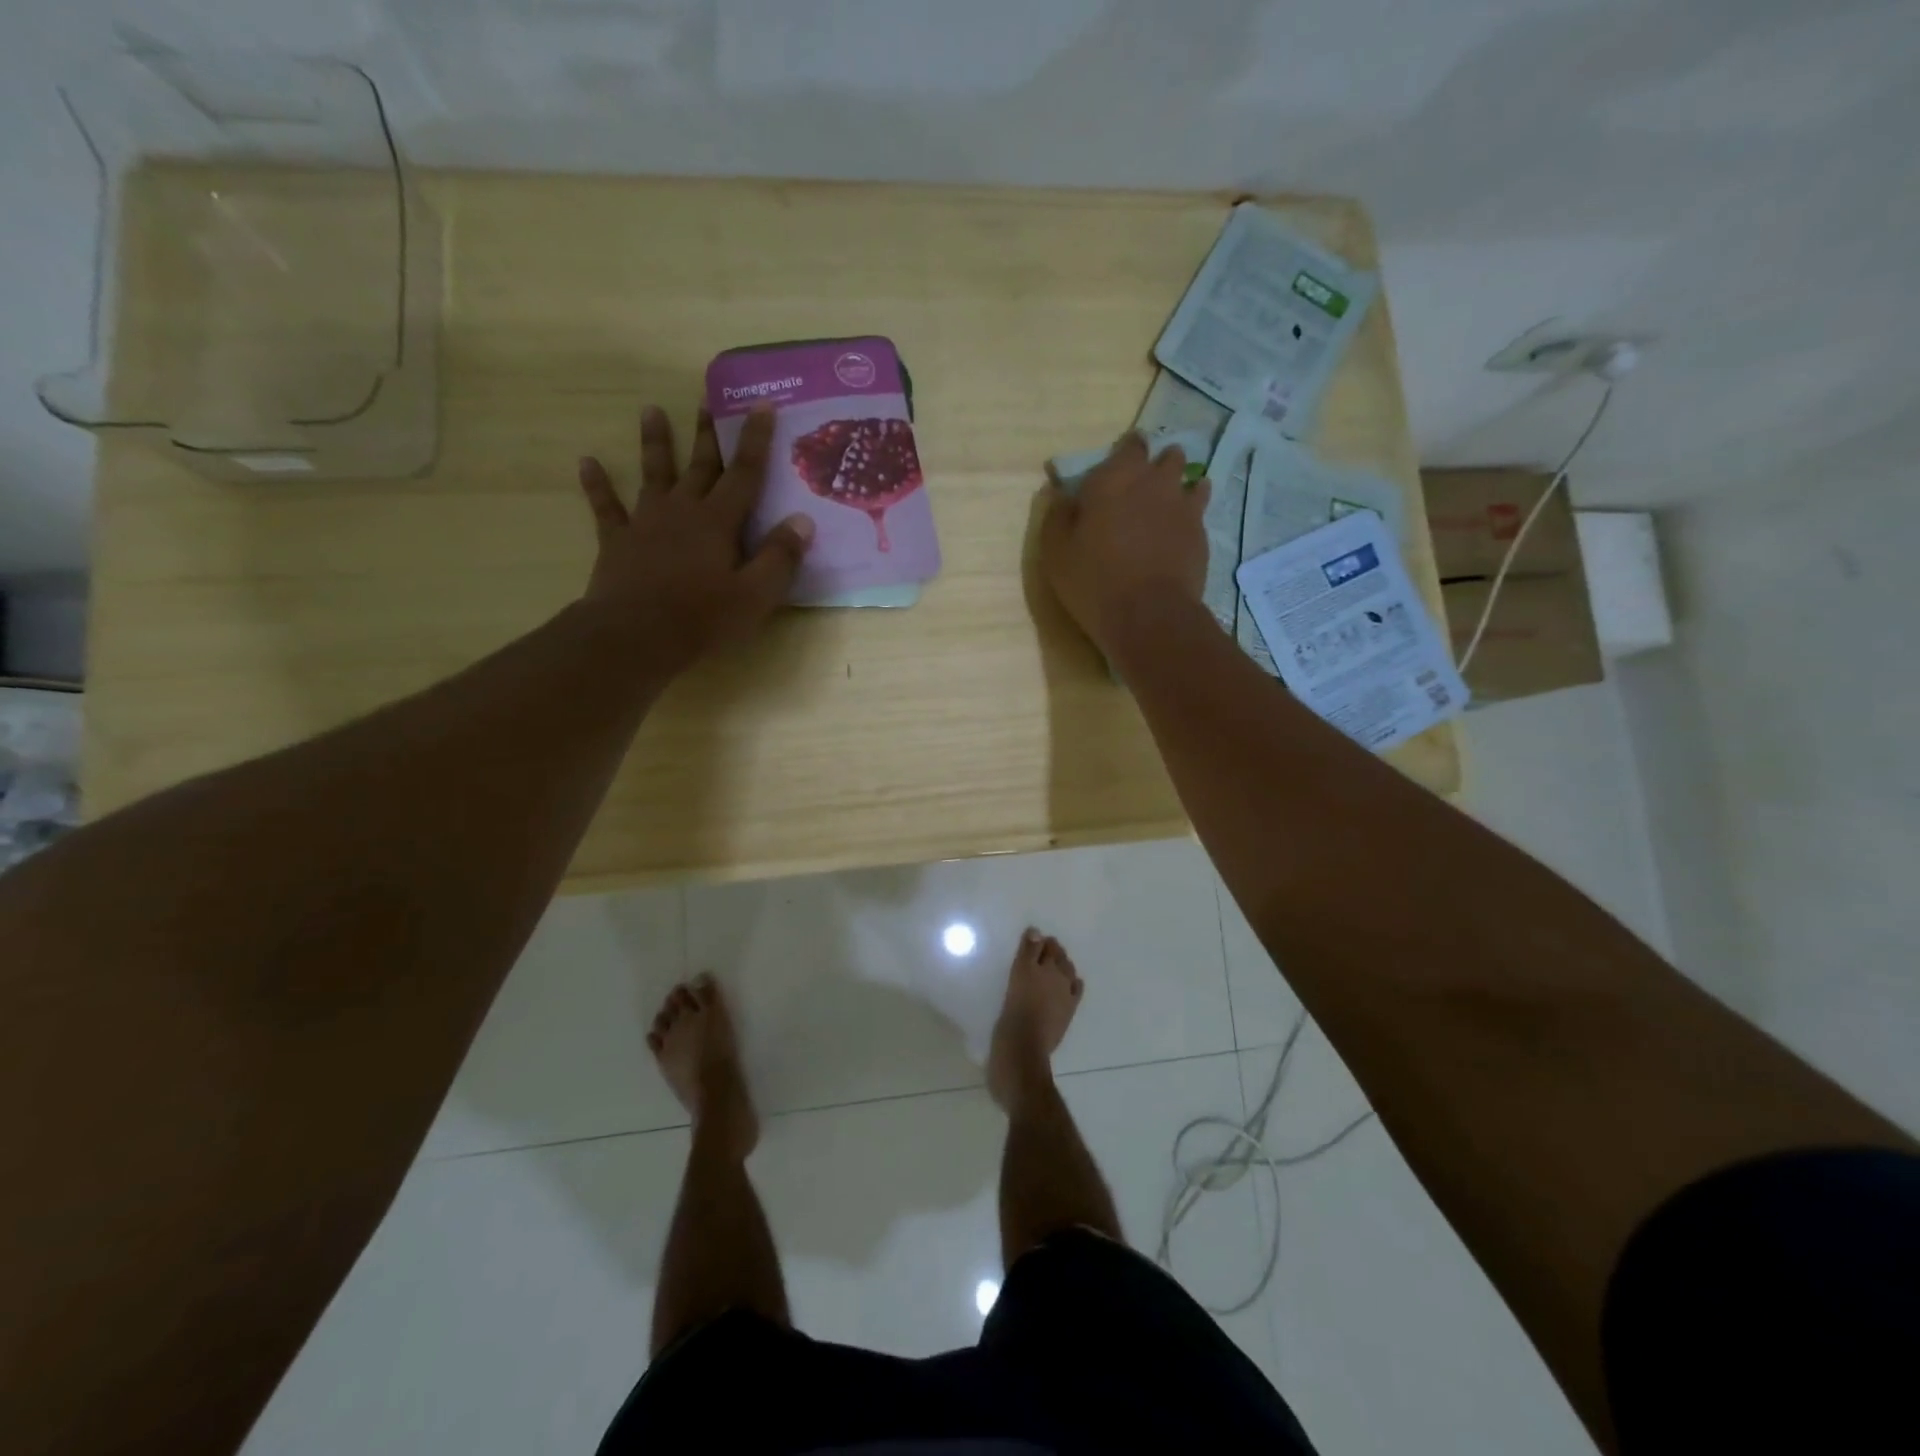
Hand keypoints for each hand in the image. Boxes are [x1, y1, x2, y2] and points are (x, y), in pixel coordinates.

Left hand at [578, 404, 813, 674]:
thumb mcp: (755, 595)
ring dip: (654, 443)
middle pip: (700, 465)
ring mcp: (646, 522)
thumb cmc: (702, 618)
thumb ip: (780, 557)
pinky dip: (597, 484)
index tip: (761, 404)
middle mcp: (683, 510)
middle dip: (707, 433)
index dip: (755, 439)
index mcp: (719, 521)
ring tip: (650, 411)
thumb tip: (802, 520)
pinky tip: (586, 462)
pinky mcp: (617, 541)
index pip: (744, 473)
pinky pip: (606, 507)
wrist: (635, 636)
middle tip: (707, 397)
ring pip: (653, 474)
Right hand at [1039, 432, 1211, 653]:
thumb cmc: (1093, 580)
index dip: (1125, 452)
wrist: (1148, 614)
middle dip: (1156, 464)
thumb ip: (1058, 516)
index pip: (1129, 444)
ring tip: (1166, 503)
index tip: (1117, 467)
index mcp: (1115, 478)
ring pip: (1189, 478)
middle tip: (1142, 486)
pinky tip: (1181, 527)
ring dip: (1178, 484)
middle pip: (1166, 455)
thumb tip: (1063, 496)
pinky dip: (1191, 510)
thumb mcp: (1056, 551)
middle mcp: (1154, 481)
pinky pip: (1200, 508)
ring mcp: (1183, 505)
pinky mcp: (1201, 531)